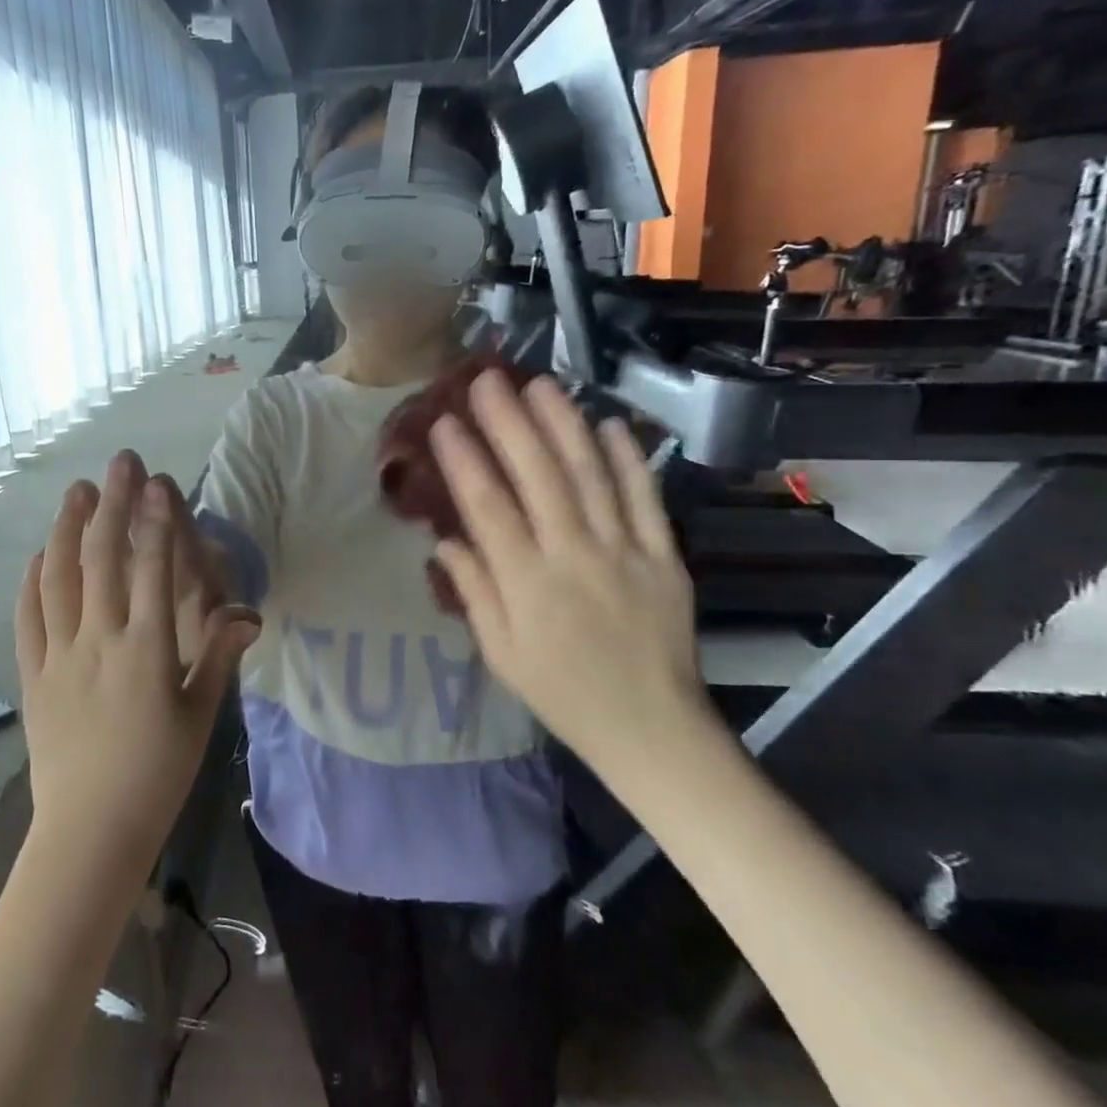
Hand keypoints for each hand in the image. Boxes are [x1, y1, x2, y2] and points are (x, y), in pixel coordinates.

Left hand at [18, 452, 261, 874]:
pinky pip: (28, 617)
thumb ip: (219, 658)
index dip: (157, 521)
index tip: (159, 483)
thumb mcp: (200, 717)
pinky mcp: (33, 675)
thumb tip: (248, 615)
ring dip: (67, 529)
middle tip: (120, 463)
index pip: (153, 569)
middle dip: (114, 505)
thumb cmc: (158, 774)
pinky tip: (38, 556)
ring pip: (59, 578)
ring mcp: (59, 655)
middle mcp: (100, 640)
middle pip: (104, 559)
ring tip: (78, 492)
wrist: (91, 830)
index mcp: (147, 650)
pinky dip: (32, 580)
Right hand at [429, 372, 711, 787]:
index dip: (464, 460)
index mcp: (527, 584)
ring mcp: (624, 550)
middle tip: (487, 380)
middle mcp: (573, 556)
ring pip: (590, 475)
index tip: (444, 422)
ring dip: (563, 425)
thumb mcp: (500, 653)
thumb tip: (444, 541)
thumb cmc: (561, 692)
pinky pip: (644, 497)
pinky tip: (609, 423)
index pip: (488, 507)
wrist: (650, 726)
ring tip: (540, 385)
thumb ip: (474, 592)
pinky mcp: (663, 554)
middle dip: (509, 423)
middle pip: (538, 476)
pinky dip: (628, 458)